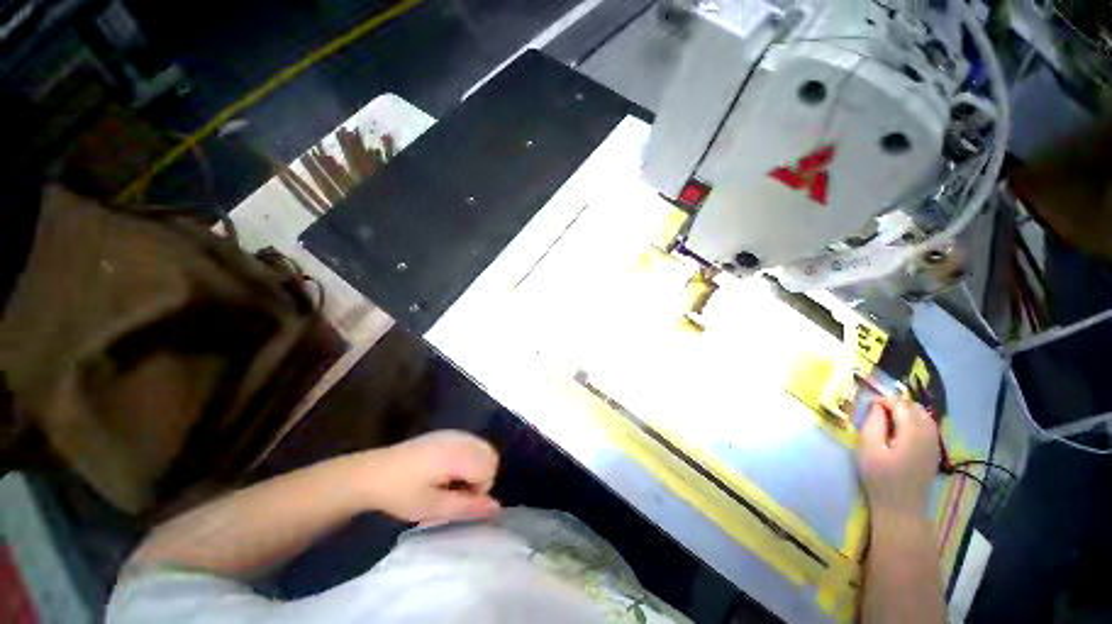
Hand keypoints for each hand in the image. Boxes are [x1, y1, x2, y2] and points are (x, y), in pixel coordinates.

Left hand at [360, 430, 500, 522]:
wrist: (371, 473)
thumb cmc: (400, 493)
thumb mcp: (432, 507)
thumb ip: (467, 506)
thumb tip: (497, 508)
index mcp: (457, 454)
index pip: (489, 469)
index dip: (479, 490)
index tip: (457, 501)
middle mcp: (460, 438)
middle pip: (490, 455)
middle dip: (481, 477)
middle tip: (456, 493)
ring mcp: (454, 433)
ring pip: (482, 449)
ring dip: (475, 468)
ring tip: (450, 483)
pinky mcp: (446, 433)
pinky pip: (471, 444)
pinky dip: (468, 458)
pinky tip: (445, 471)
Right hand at [858, 397, 939, 517]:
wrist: (901, 507)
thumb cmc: (880, 477)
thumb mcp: (869, 449)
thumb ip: (873, 424)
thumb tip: (877, 407)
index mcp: (912, 433)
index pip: (901, 405)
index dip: (884, 400)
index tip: (869, 405)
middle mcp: (928, 435)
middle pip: (916, 408)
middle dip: (897, 404)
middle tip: (877, 411)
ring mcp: (934, 444)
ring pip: (924, 417)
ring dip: (907, 413)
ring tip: (888, 419)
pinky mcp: (934, 452)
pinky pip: (928, 428)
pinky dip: (915, 422)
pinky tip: (901, 431)